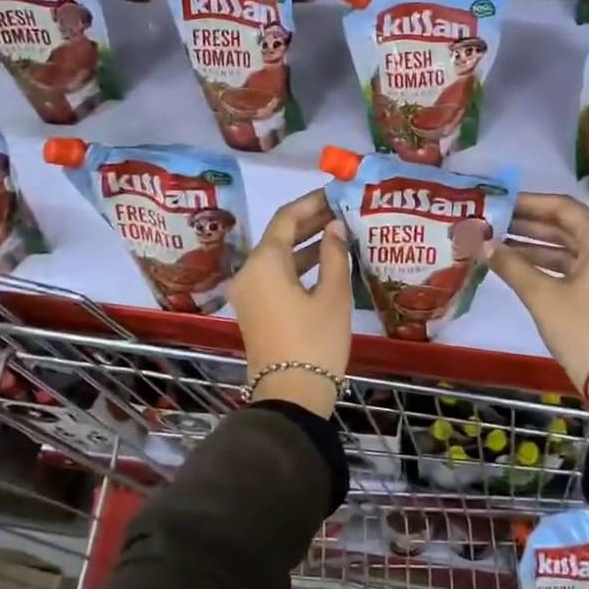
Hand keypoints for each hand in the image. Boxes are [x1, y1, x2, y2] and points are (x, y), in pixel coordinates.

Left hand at [227, 190, 352, 417]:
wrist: (290, 396)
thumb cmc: (315, 342)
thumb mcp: (333, 296)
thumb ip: (333, 254)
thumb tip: (335, 226)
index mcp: (265, 262)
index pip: (286, 218)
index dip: (311, 202)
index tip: (335, 192)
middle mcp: (249, 272)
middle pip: (278, 235)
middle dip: (309, 221)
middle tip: (341, 210)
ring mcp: (248, 292)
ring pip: (277, 256)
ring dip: (305, 243)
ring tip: (338, 232)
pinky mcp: (254, 309)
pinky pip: (274, 275)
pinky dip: (297, 265)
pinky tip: (324, 262)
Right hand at [483, 192, 588, 396]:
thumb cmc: (582, 330)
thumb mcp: (542, 296)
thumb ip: (511, 265)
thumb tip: (482, 244)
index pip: (563, 208)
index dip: (528, 203)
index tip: (499, 202)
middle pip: (567, 226)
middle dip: (528, 225)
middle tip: (492, 221)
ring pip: (570, 249)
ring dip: (535, 246)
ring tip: (496, 243)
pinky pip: (576, 268)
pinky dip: (549, 265)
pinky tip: (517, 266)